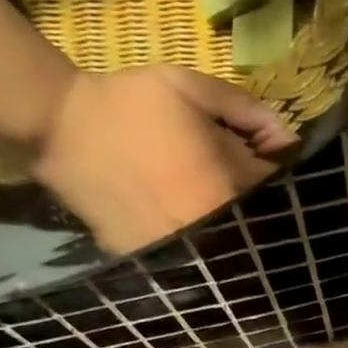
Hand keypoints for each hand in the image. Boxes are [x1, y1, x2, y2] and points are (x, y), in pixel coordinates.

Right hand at [34, 66, 299, 254]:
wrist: (61, 130)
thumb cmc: (130, 104)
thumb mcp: (191, 88)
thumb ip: (246, 109)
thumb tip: (287, 138)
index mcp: (228, 187)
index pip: (279, 189)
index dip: (279, 172)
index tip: (268, 160)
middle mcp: (215, 227)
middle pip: (259, 223)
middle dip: (260, 203)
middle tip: (239, 180)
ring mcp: (188, 250)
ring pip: (231, 244)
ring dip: (234, 225)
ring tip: (211, 196)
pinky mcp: (160, 260)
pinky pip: (199, 256)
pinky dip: (205, 240)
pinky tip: (188, 216)